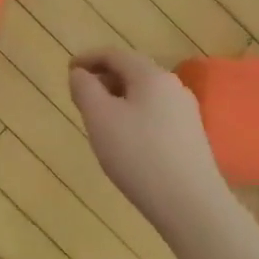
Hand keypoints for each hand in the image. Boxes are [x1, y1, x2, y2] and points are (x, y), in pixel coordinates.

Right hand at [70, 49, 228, 231]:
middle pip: (132, 72)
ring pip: (144, 94)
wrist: (190, 204)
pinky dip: (134, 115)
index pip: (115, 54)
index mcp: (151, 75)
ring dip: (118, 99)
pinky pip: (155, 114)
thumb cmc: (138, 155)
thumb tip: (80, 74)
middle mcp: (173, 86)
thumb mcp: (100, 118)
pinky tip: (125, 140)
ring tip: (98, 120)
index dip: (88, 58)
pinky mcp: (191, 136)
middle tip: (80, 97)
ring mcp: (186, 112)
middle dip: (103, 79)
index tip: (68, 71)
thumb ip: (85, 89)